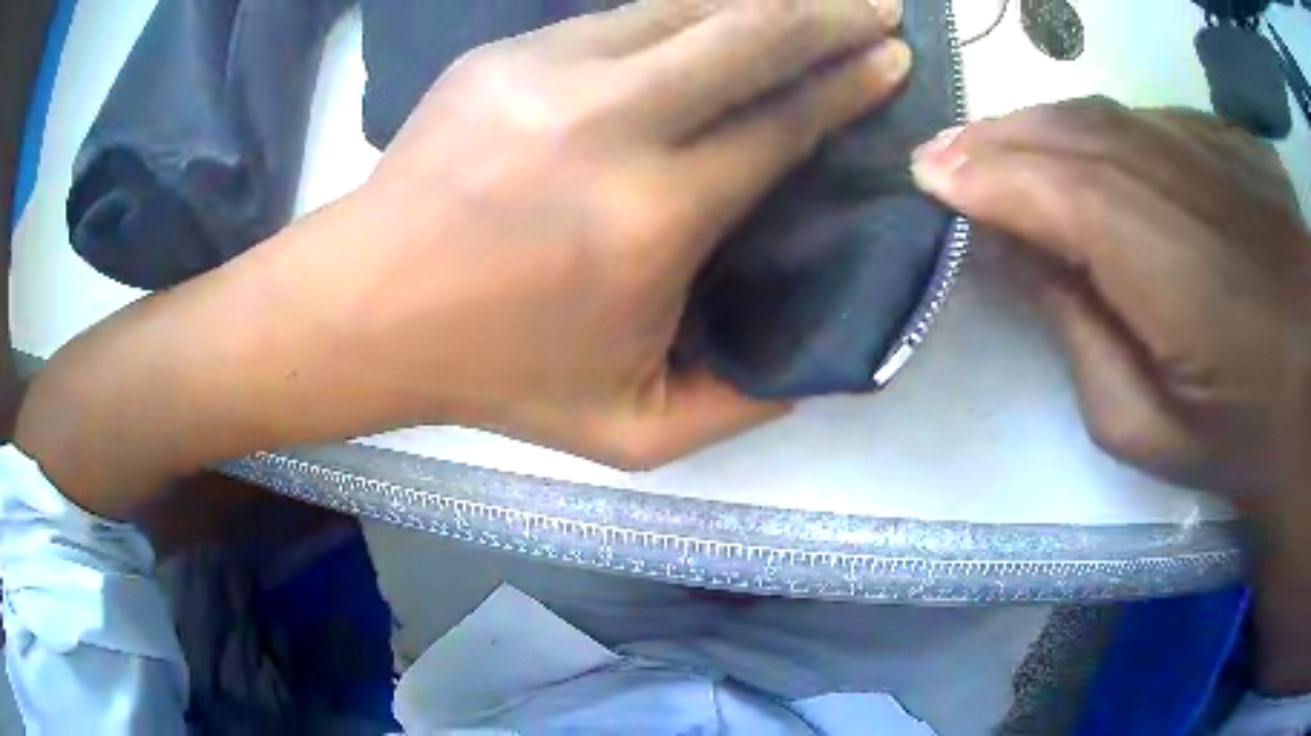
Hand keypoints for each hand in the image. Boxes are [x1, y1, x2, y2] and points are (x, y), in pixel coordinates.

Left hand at [355, 0, 909, 464]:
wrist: (367, 307)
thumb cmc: (494, 374)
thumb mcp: (632, 430)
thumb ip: (739, 405)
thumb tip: (813, 361)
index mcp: (651, 218)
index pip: (783, 123)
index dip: (850, 84)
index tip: (894, 61)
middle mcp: (609, 123)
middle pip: (749, 34)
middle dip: (830, 13)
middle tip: (880, 6)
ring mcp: (548, 73)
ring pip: (686, 6)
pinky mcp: (505, 54)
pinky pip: (623, 15)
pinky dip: (687, 8)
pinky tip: (717, 12)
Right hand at [911, 98, 1310, 693]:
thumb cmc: (1237, 432)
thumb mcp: (1143, 425)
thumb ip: (1077, 337)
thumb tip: (1025, 259)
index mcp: (1167, 263)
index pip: (1056, 191)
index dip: (984, 176)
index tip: (924, 177)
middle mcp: (1184, 182)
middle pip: (1072, 135)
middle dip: (995, 139)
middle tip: (942, 154)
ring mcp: (1213, 150)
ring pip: (1106, 115)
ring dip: (1039, 124)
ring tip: (994, 142)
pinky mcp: (1231, 143)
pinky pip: (1149, 119)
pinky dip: (1100, 125)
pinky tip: (1078, 144)